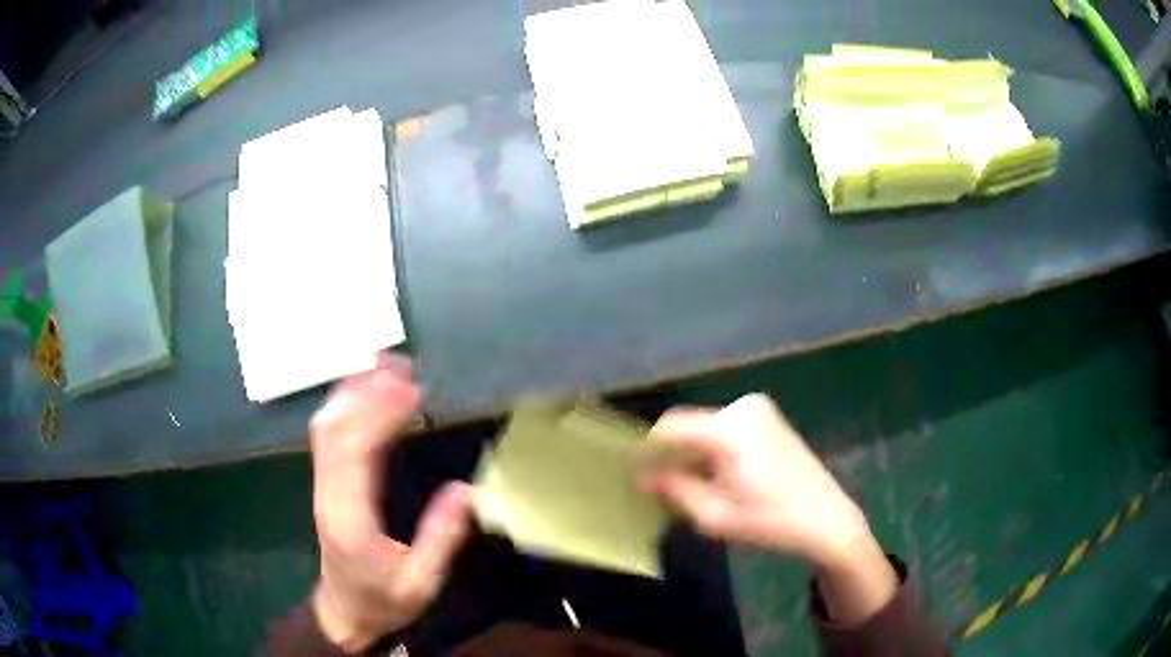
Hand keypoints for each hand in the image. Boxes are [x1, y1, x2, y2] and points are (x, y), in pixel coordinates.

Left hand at [309, 354, 473, 651]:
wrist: (344, 613)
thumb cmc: (383, 600)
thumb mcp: (420, 583)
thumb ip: (441, 539)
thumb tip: (466, 491)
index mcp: (351, 519)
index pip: (356, 454)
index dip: (378, 415)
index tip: (411, 392)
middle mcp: (329, 494)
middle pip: (333, 430)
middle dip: (363, 392)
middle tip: (401, 369)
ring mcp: (323, 487)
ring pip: (325, 428)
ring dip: (351, 393)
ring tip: (383, 366)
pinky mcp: (325, 484)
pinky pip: (327, 436)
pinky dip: (343, 406)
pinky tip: (363, 391)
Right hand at [644, 394, 895, 623]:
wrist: (827, 520)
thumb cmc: (771, 522)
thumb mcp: (715, 515)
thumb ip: (674, 490)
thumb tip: (642, 475)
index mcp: (731, 430)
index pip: (671, 427)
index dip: (648, 449)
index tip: (636, 472)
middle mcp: (744, 408)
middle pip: (689, 426)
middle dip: (674, 454)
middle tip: (668, 488)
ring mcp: (760, 409)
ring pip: (707, 427)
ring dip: (695, 452)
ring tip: (700, 487)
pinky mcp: (770, 417)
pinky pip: (726, 427)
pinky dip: (715, 448)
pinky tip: (724, 477)